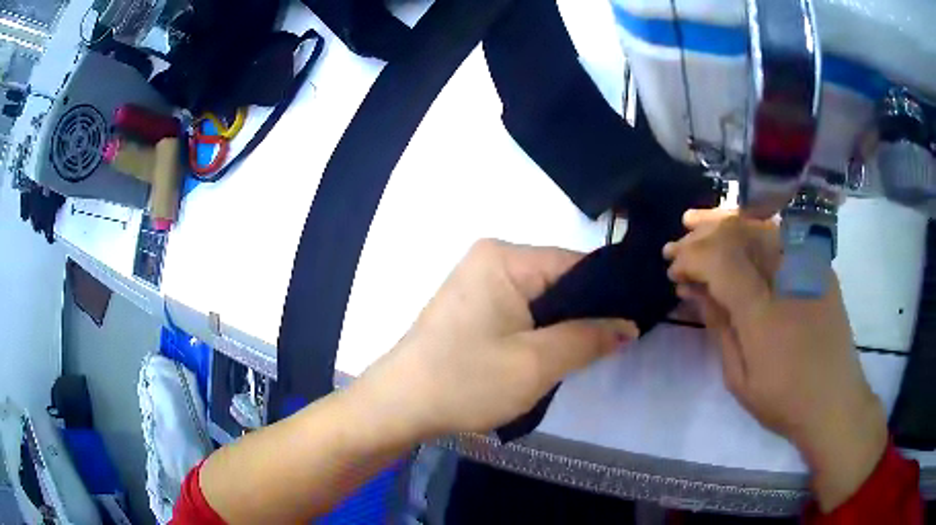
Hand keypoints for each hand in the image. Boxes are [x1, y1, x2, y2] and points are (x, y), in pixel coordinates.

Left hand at [353, 239, 637, 438]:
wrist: (399, 405)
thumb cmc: (465, 381)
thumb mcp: (537, 363)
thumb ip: (589, 338)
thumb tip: (630, 324)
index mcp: (505, 257)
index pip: (576, 264)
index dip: (609, 293)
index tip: (634, 321)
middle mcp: (491, 257)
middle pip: (558, 279)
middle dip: (585, 313)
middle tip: (611, 345)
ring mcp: (477, 280)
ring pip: (541, 298)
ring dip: (562, 325)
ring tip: (583, 353)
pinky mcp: (471, 304)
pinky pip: (520, 308)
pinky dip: (538, 329)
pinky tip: (548, 353)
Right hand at [663, 209, 887, 511]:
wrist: (835, 402)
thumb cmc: (784, 399)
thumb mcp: (739, 376)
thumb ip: (718, 325)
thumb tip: (693, 288)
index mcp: (765, 310)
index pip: (720, 260)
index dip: (691, 257)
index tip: (672, 268)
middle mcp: (788, 274)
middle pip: (738, 233)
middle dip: (702, 236)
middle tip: (677, 245)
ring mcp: (808, 264)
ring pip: (759, 224)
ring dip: (724, 223)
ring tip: (698, 226)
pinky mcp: (818, 264)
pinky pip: (779, 235)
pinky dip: (751, 230)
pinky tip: (735, 235)